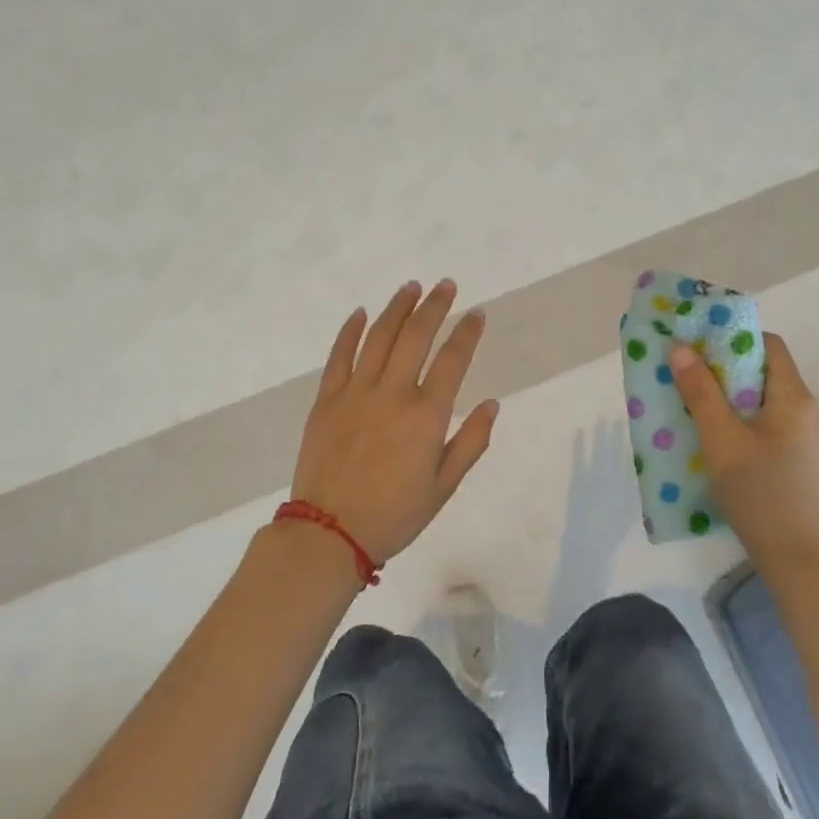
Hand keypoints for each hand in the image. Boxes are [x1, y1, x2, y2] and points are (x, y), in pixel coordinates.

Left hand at [290, 279, 498, 563]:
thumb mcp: (444, 487)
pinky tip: (360, 313)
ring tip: (411, 287)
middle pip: (416, 335)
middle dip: (434, 305)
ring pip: (379, 336)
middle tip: (445, 285)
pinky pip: (339, 355)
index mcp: (426, 415)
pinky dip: (350, 330)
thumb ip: (472, 442)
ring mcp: (356, 392)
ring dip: (397, 308)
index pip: (453, 359)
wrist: (329, 533)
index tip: (476, 313)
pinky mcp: (326, 399)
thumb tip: (492, 404)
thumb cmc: (395, 514)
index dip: (467, 332)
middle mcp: (393, 392)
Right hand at [669, 332, 818, 579]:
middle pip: (764, 373)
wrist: (800, 561)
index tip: (698, 346)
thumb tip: (680, 348)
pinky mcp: (802, 464)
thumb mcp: (721, 440)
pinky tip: (718, 444)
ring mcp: (809, 440)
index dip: (733, 339)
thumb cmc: (760, 493)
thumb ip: (700, 393)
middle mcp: (808, 411)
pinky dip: (743, 424)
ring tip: (695, 410)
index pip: (769, 345)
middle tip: (687, 377)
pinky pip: (769, 428)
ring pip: (764, 404)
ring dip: (731, 400)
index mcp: (794, 397)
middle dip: (724, 371)